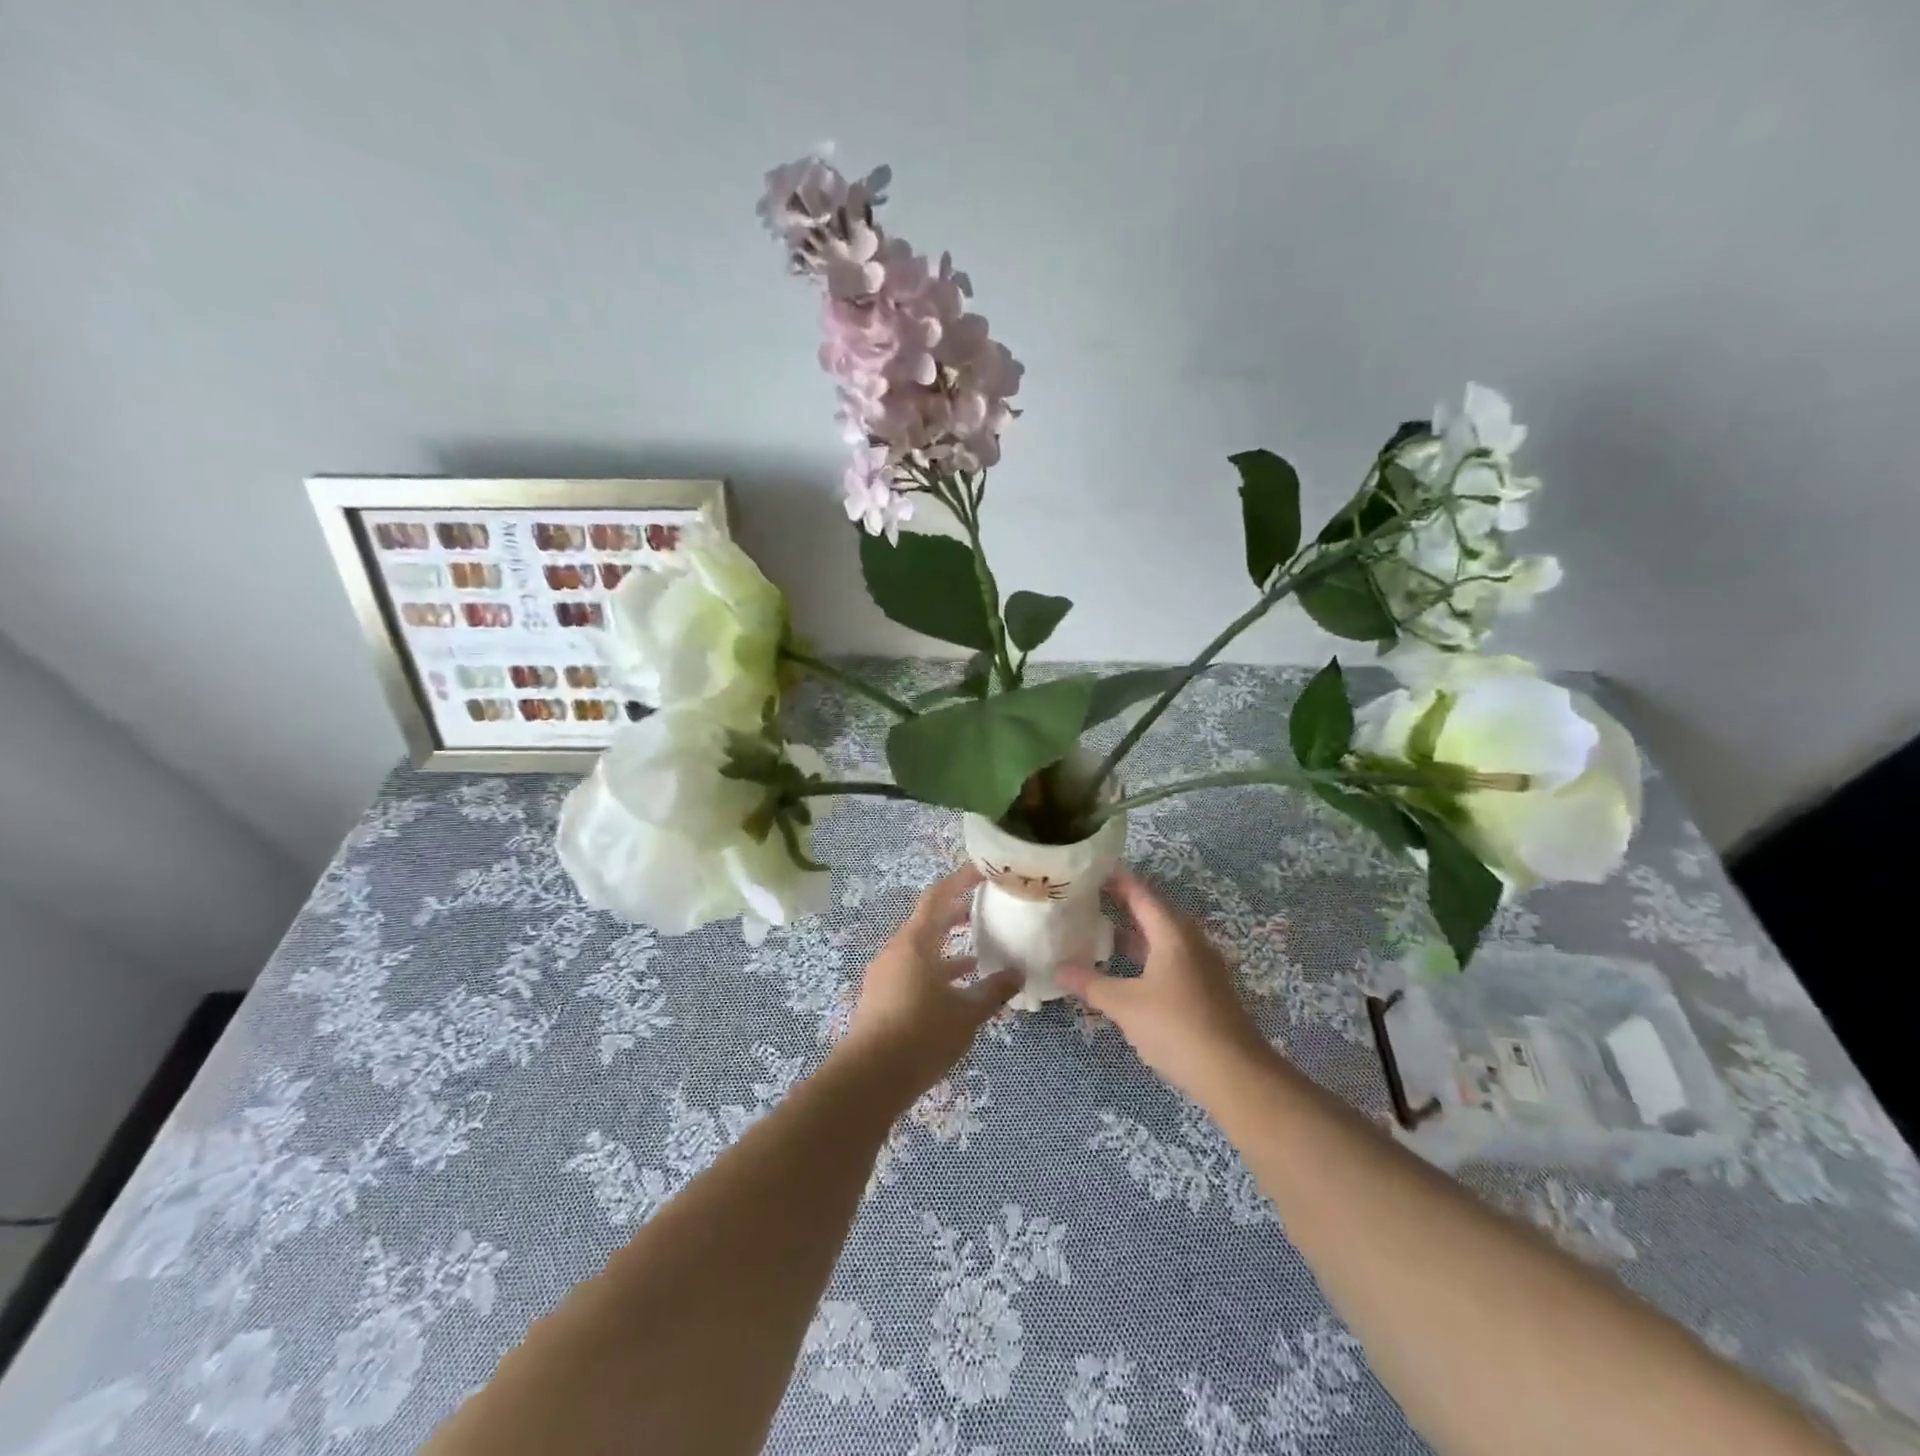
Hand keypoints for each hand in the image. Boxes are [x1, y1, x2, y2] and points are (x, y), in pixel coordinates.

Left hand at [838, 865, 1023, 1103]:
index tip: (983, 871)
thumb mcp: (967, 1014)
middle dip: (957, 914)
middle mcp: (897, 950)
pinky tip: (957, 989)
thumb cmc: (921, 1035)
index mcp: (915, 942)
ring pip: (922, 949)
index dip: (960, 880)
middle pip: (928, 921)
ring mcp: (886, 974)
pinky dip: (937, 971)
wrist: (869, 1079)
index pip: (938, 896)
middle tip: (986, 909)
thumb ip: (994, 990)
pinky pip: (913, 971)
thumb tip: (1018, 973)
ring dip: (949, 948)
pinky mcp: (882, 997)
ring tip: (980, 953)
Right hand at [1057, 869, 1269, 1099]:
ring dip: (1137, 936)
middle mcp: (1191, 943)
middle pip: (1155, 915)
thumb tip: (1057, 969)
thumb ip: (1091, 984)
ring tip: (1103, 935)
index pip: (1142, 895)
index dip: (1118, 880)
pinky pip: (1172, 962)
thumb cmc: (1176, 1027)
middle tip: (1091, 901)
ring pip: (1164, 941)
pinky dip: (1148, 958)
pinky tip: (1129, 974)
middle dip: (1125, 907)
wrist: (1234, 1073)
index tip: (1094, 869)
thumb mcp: (1125, 1005)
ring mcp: (1203, 968)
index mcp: (1172, 934)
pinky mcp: (1207, 991)